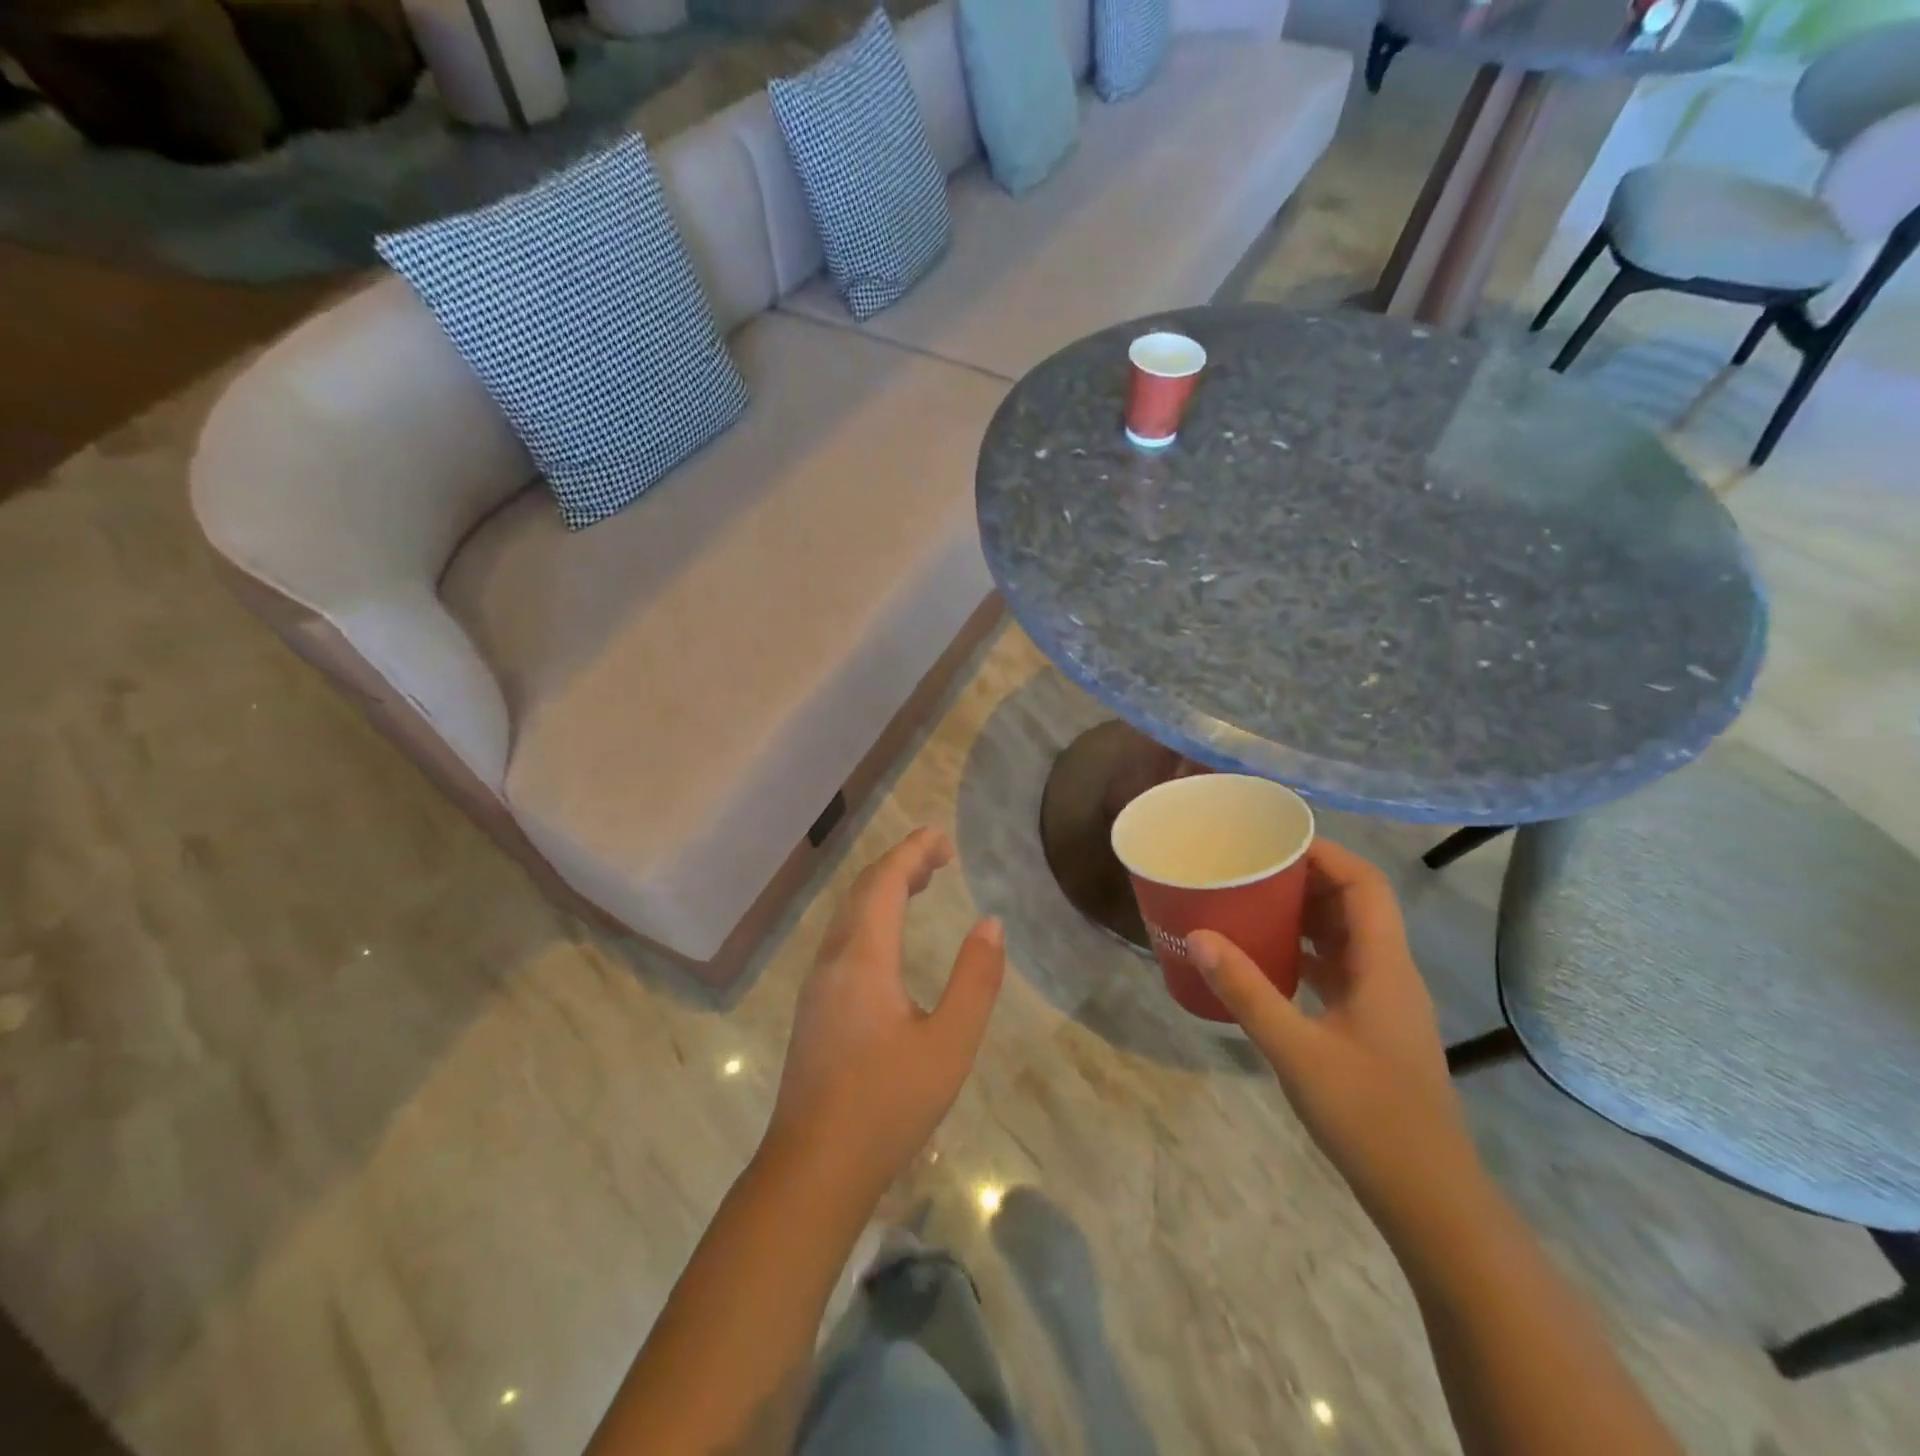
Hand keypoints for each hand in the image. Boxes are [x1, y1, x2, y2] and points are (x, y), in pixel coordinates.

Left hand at [763, 827, 1005, 1198]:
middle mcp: (834, 959)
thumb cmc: (887, 1105)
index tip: (943, 837)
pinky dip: (871, 916)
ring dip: (883, 888)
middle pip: (863, 890)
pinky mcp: (814, 1006)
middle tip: (941, 855)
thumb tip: (990, 924)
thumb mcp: (949, 1045)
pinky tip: (890, 937)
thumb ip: (974, 980)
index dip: (913, 851)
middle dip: (901, 863)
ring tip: (921, 883)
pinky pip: (844, 938)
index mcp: (863, 958)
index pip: (885, 882)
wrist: (813, 1169)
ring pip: (849, 914)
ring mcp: (818, 983)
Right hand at [1188, 839, 1478, 1219]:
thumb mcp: (1297, 1051)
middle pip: (1355, 904)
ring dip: (1305, 914)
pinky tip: (1267, 959)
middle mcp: (1389, 973)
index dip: (1326, 854)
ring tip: (1251, 901)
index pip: (1365, 885)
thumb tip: (1199, 936)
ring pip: (1346, 937)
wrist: (1428, 1197)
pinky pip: (1338, 968)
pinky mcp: (1372, 1025)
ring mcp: (1383, 1001)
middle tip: (1250, 868)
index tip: (1274, 841)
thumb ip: (1248, 992)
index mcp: (1384, 967)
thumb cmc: (1369, 1118)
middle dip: (1306, 878)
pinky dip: (1305, 952)